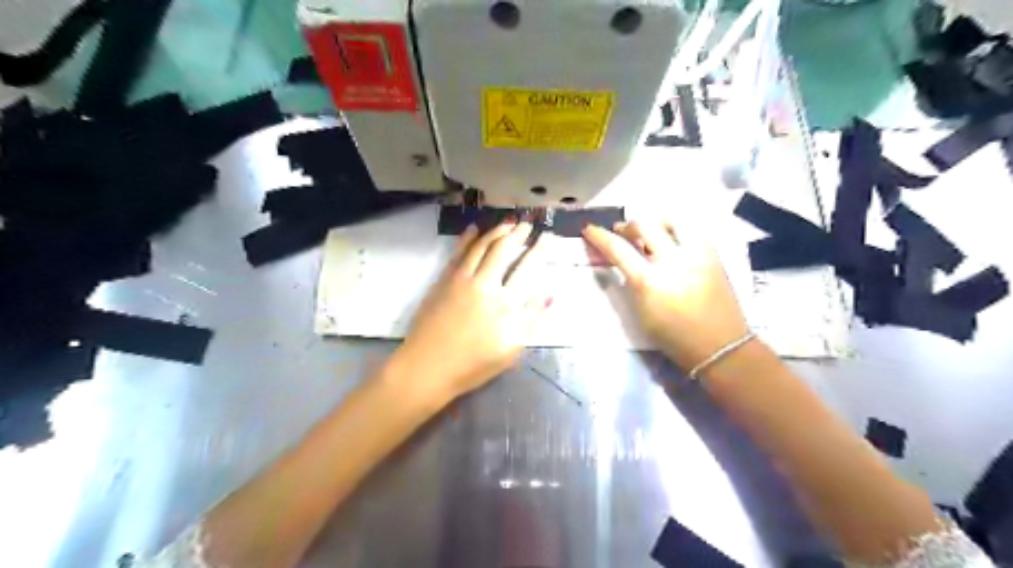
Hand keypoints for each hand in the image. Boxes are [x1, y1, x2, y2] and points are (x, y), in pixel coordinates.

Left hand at [392, 220, 552, 403]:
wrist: (427, 367)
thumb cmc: (473, 364)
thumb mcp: (511, 349)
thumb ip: (531, 318)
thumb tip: (549, 292)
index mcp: (505, 302)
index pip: (527, 267)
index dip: (539, 249)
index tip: (547, 236)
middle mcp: (484, 283)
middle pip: (503, 249)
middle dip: (517, 233)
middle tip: (527, 223)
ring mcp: (461, 279)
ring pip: (481, 246)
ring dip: (495, 231)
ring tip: (507, 222)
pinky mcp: (443, 280)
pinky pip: (457, 252)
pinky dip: (467, 238)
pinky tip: (474, 229)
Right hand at [582, 220, 746, 371]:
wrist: (720, 346)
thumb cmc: (674, 337)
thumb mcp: (641, 313)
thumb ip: (631, 283)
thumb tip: (625, 261)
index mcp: (650, 281)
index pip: (618, 248)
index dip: (599, 236)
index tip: (590, 230)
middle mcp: (672, 261)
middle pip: (644, 225)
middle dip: (627, 225)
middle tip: (621, 232)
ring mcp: (696, 254)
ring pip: (672, 219)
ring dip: (655, 221)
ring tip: (650, 231)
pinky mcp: (713, 255)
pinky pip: (693, 229)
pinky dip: (677, 228)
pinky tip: (672, 238)